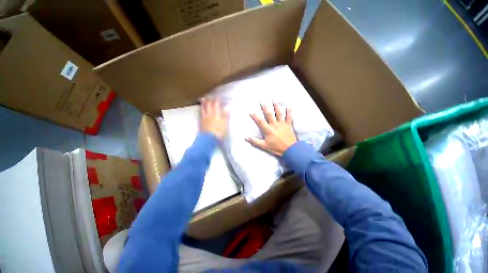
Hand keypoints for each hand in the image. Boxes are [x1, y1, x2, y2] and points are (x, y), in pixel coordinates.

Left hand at [200, 98, 227, 140]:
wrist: (209, 139)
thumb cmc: (218, 132)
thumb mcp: (224, 124)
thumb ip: (225, 115)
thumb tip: (228, 107)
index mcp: (215, 114)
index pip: (216, 105)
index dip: (217, 100)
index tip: (218, 97)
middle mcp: (209, 114)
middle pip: (208, 106)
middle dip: (209, 100)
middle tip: (210, 96)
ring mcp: (204, 118)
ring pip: (203, 109)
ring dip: (203, 103)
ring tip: (203, 99)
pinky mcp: (200, 122)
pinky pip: (200, 114)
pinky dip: (200, 110)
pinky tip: (200, 109)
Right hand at [246, 103, 296, 155]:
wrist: (290, 149)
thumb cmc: (276, 148)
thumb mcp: (264, 146)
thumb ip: (255, 141)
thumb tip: (246, 138)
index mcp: (268, 130)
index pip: (260, 121)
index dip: (255, 116)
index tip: (251, 112)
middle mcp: (274, 125)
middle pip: (269, 115)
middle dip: (266, 108)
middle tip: (263, 102)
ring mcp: (282, 124)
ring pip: (279, 113)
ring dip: (276, 107)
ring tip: (274, 100)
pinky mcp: (288, 125)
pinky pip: (289, 117)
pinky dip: (289, 112)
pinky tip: (289, 106)